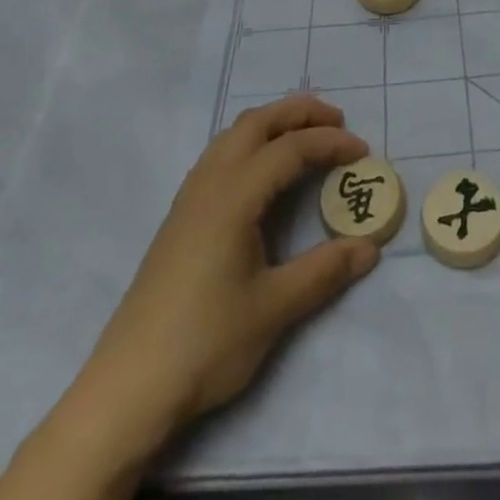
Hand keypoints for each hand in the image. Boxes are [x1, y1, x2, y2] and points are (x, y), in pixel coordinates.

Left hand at [74, 94, 380, 442]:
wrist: (128, 386)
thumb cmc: (205, 343)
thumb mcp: (273, 309)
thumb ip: (324, 271)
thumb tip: (370, 247)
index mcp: (234, 196)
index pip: (290, 149)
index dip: (330, 143)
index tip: (363, 152)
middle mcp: (210, 182)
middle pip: (257, 122)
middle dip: (299, 112)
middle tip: (336, 121)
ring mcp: (189, 196)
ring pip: (233, 134)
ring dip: (272, 123)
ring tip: (305, 136)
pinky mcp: (180, 216)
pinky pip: (220, 154)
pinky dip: (251, 142)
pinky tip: (263, 172)